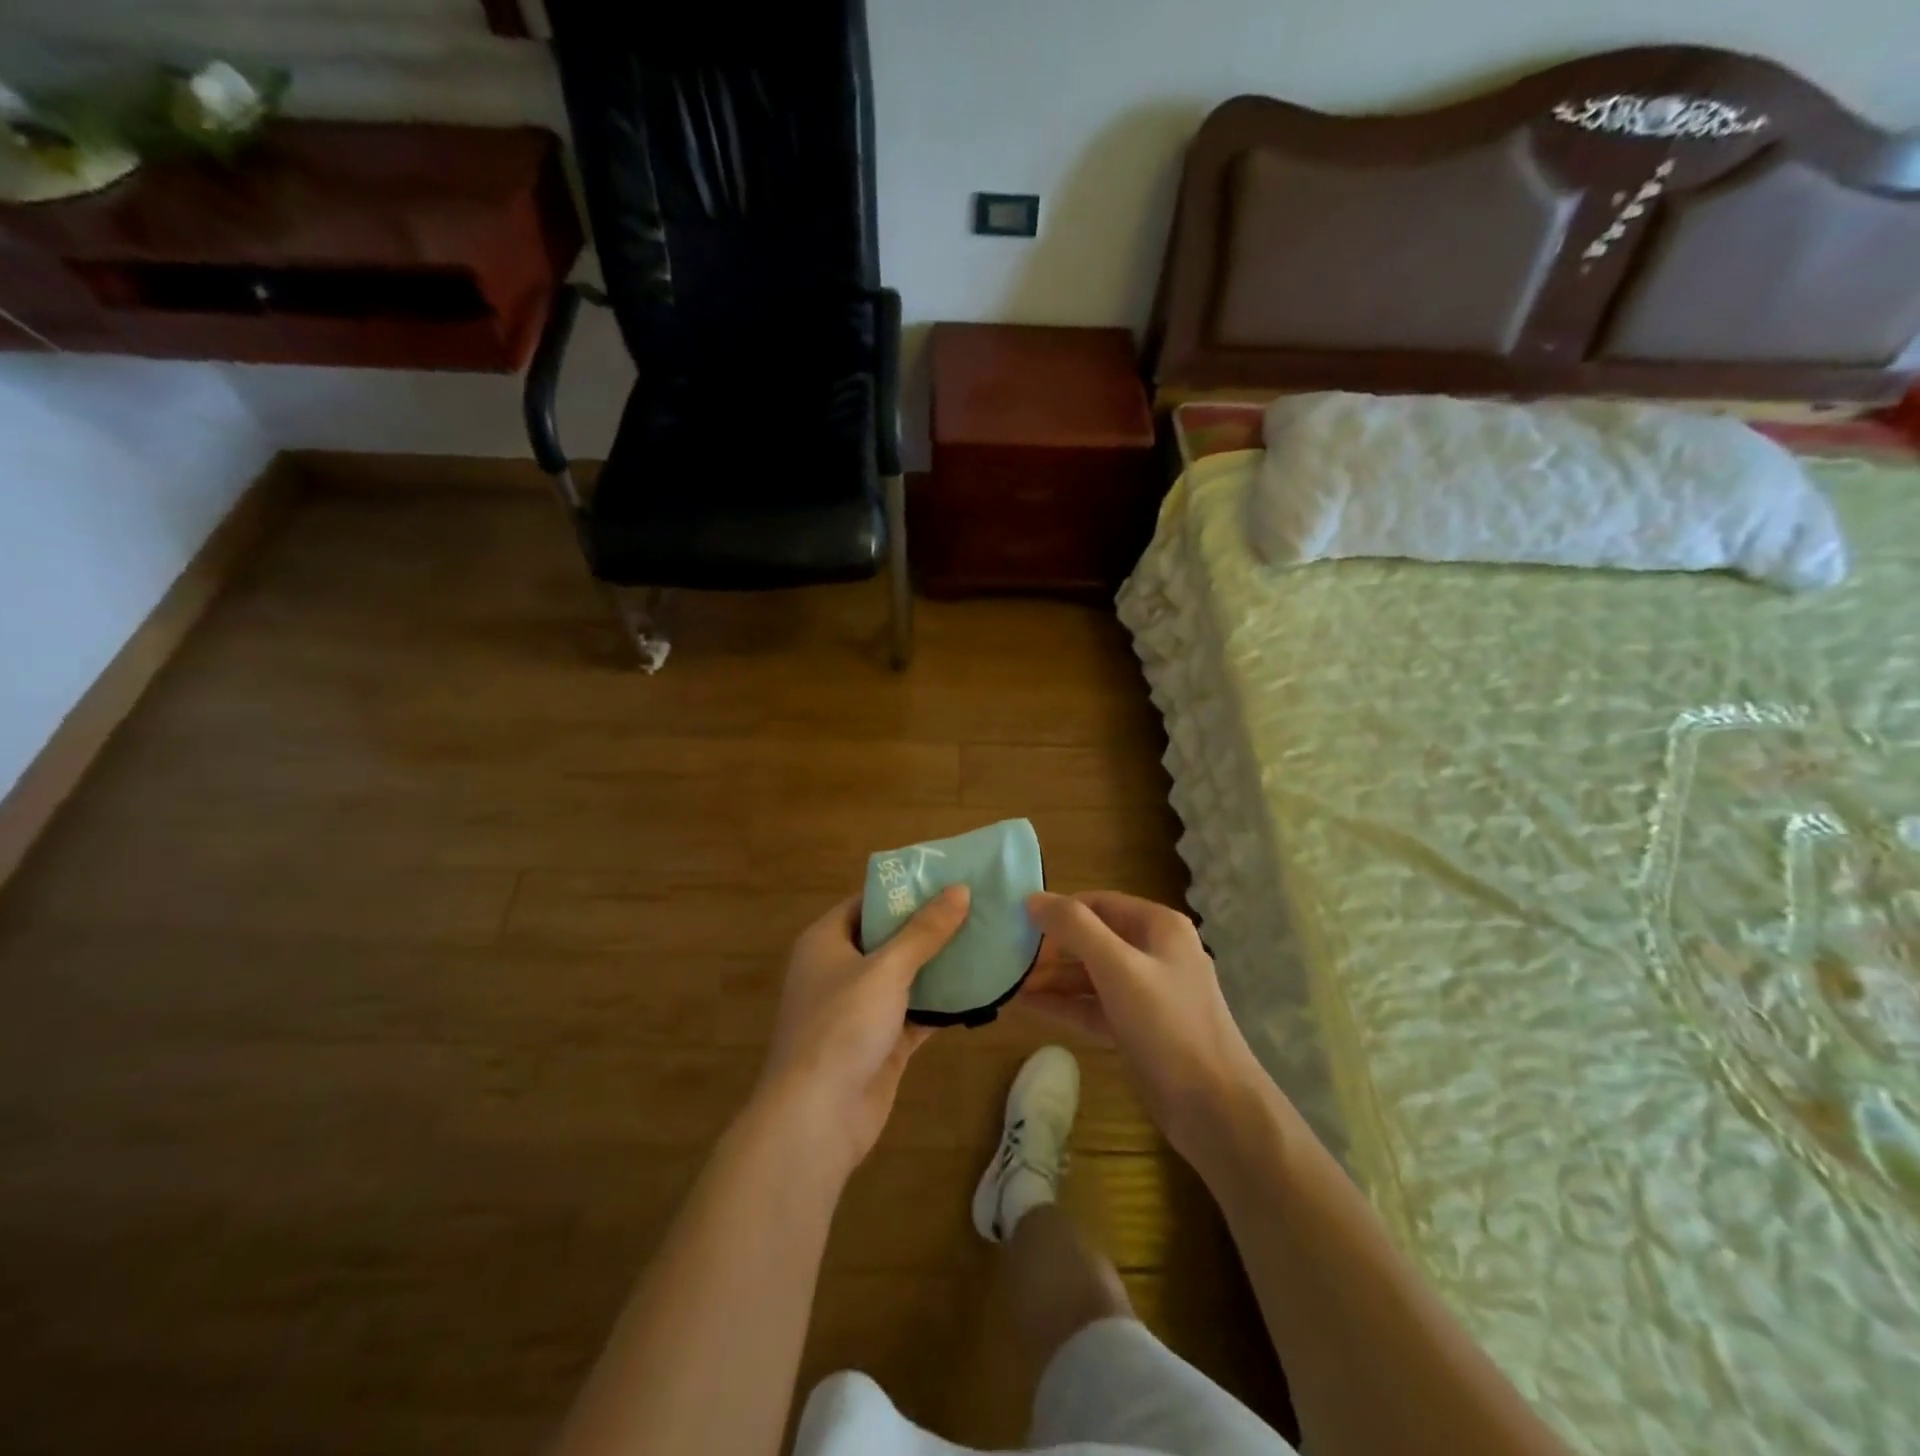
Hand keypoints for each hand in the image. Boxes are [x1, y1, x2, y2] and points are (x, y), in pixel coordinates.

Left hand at [754, 886, 969, 1179]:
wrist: (817, 1117)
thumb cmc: (842, 1026)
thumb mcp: (886, 969)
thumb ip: (924, 931)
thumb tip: (959, 889)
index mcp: (825, 942)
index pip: (866, 902)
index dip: (903, 890)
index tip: (946, 879)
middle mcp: (839, 970)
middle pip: (888, 938)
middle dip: (928, 926)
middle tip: (975, 907)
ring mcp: (859, 1009)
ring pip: (904, 977)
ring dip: (939, 965)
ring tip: (985, 940)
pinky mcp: (880, 1043)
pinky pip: (915, 1012)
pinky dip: (941, 1004)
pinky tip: (979, 990)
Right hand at [1020, 890, 1268, 1161]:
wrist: (1215, 1109)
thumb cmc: (1168, 1025)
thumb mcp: (1118, 967)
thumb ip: (1074, 928)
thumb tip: (1032, 899)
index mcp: (1158, 926)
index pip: (1098, 903)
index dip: (1058, 911)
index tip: (1017, 924)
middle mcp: (1154, 953)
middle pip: (1093, 938)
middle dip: (1051, 948)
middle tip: (1008, 958)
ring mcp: (1147, 993)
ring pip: (1091, 975)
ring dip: (1053, 978)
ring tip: (1008, 984)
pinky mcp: (1138, 1028)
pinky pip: (1094, 1006)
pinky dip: (1064, 1005)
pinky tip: (1028, 1007)